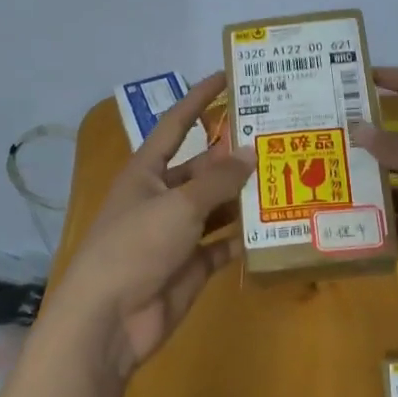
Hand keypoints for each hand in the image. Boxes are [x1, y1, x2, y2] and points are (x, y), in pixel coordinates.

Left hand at [44, 73, 255, 386]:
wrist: (109, 321)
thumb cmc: (135, 247)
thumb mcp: (178, 205)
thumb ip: (218, 180)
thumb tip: (250, 152)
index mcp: (147, 172)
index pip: (177, 125)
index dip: (199, 99)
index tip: (227, 76)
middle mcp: (162, 197)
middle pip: (203, 168)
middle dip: (234, 155)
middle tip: (278, 138)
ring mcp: (177, 234)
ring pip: (217, 206)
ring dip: (245, 196)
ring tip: (288, 177)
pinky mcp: (191, 266)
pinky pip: (223, 245)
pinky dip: (244, 238)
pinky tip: (275, 227)